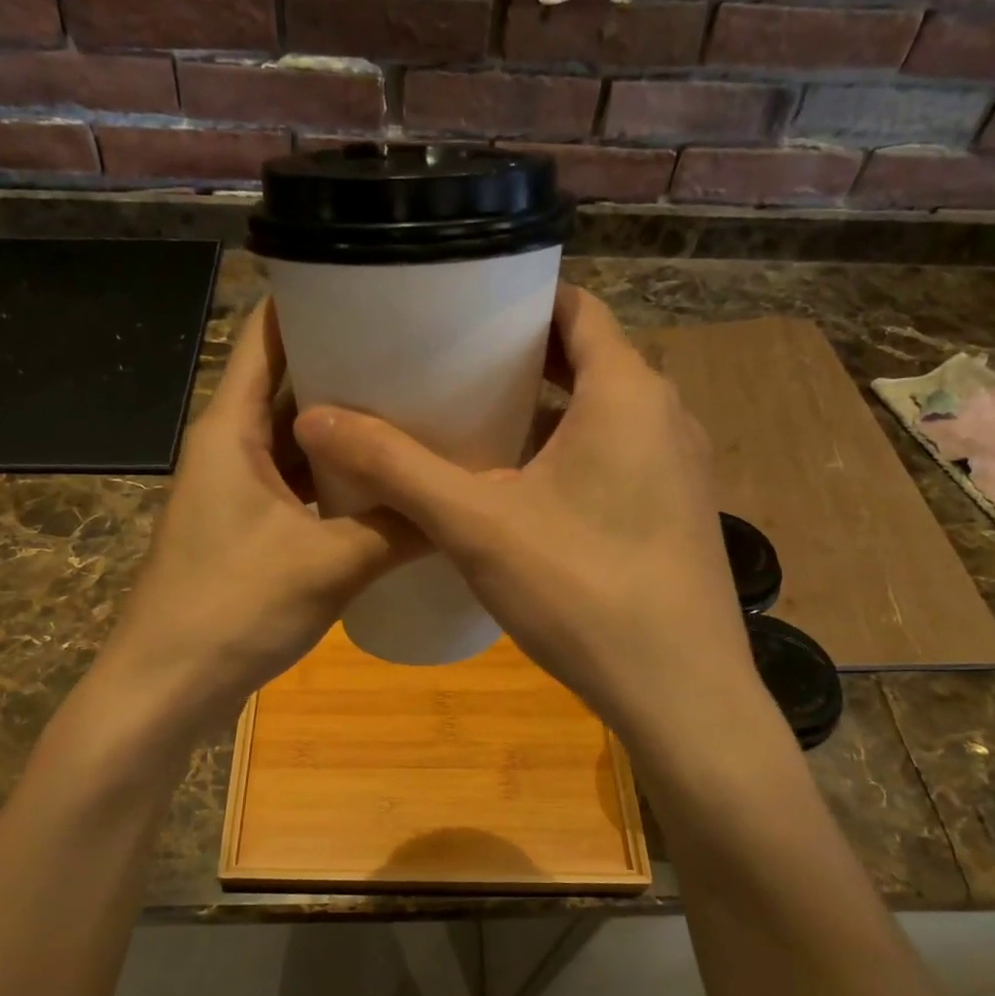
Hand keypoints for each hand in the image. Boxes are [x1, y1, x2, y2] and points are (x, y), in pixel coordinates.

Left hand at [90, 299, 422, 735]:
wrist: (167, 688)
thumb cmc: (233, 609)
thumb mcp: (330, 563)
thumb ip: (399, 526)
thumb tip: (466, 501)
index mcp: (230, 428)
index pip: (266, 335)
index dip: (312, 299)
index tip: (375, 281)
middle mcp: (229, 447)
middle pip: (287, 384)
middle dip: (347, 365)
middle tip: (422, 351)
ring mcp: (237, 491)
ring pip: (296, 440)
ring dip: (345, 428)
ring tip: (415, 409)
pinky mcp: (248, 530)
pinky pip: (298, 485)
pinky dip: (336, 479)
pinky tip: (384, 483)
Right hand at [294, 286, 762, 748]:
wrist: (680, 692)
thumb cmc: (581, 590)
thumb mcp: (476, 524)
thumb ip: (396, 467)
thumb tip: (313, 417)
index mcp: (627, 391)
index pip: (576, 307)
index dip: (518, 302)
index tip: (461, 313)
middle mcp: (666, 415)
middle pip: (588, 359)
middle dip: (521, 361)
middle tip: (450, 371)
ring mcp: (681, 467)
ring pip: (605, 413)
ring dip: (546, 412)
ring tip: (475, 425)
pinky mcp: (679, 512)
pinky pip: (620, 456)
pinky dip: (573, 454)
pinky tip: (524, 493)